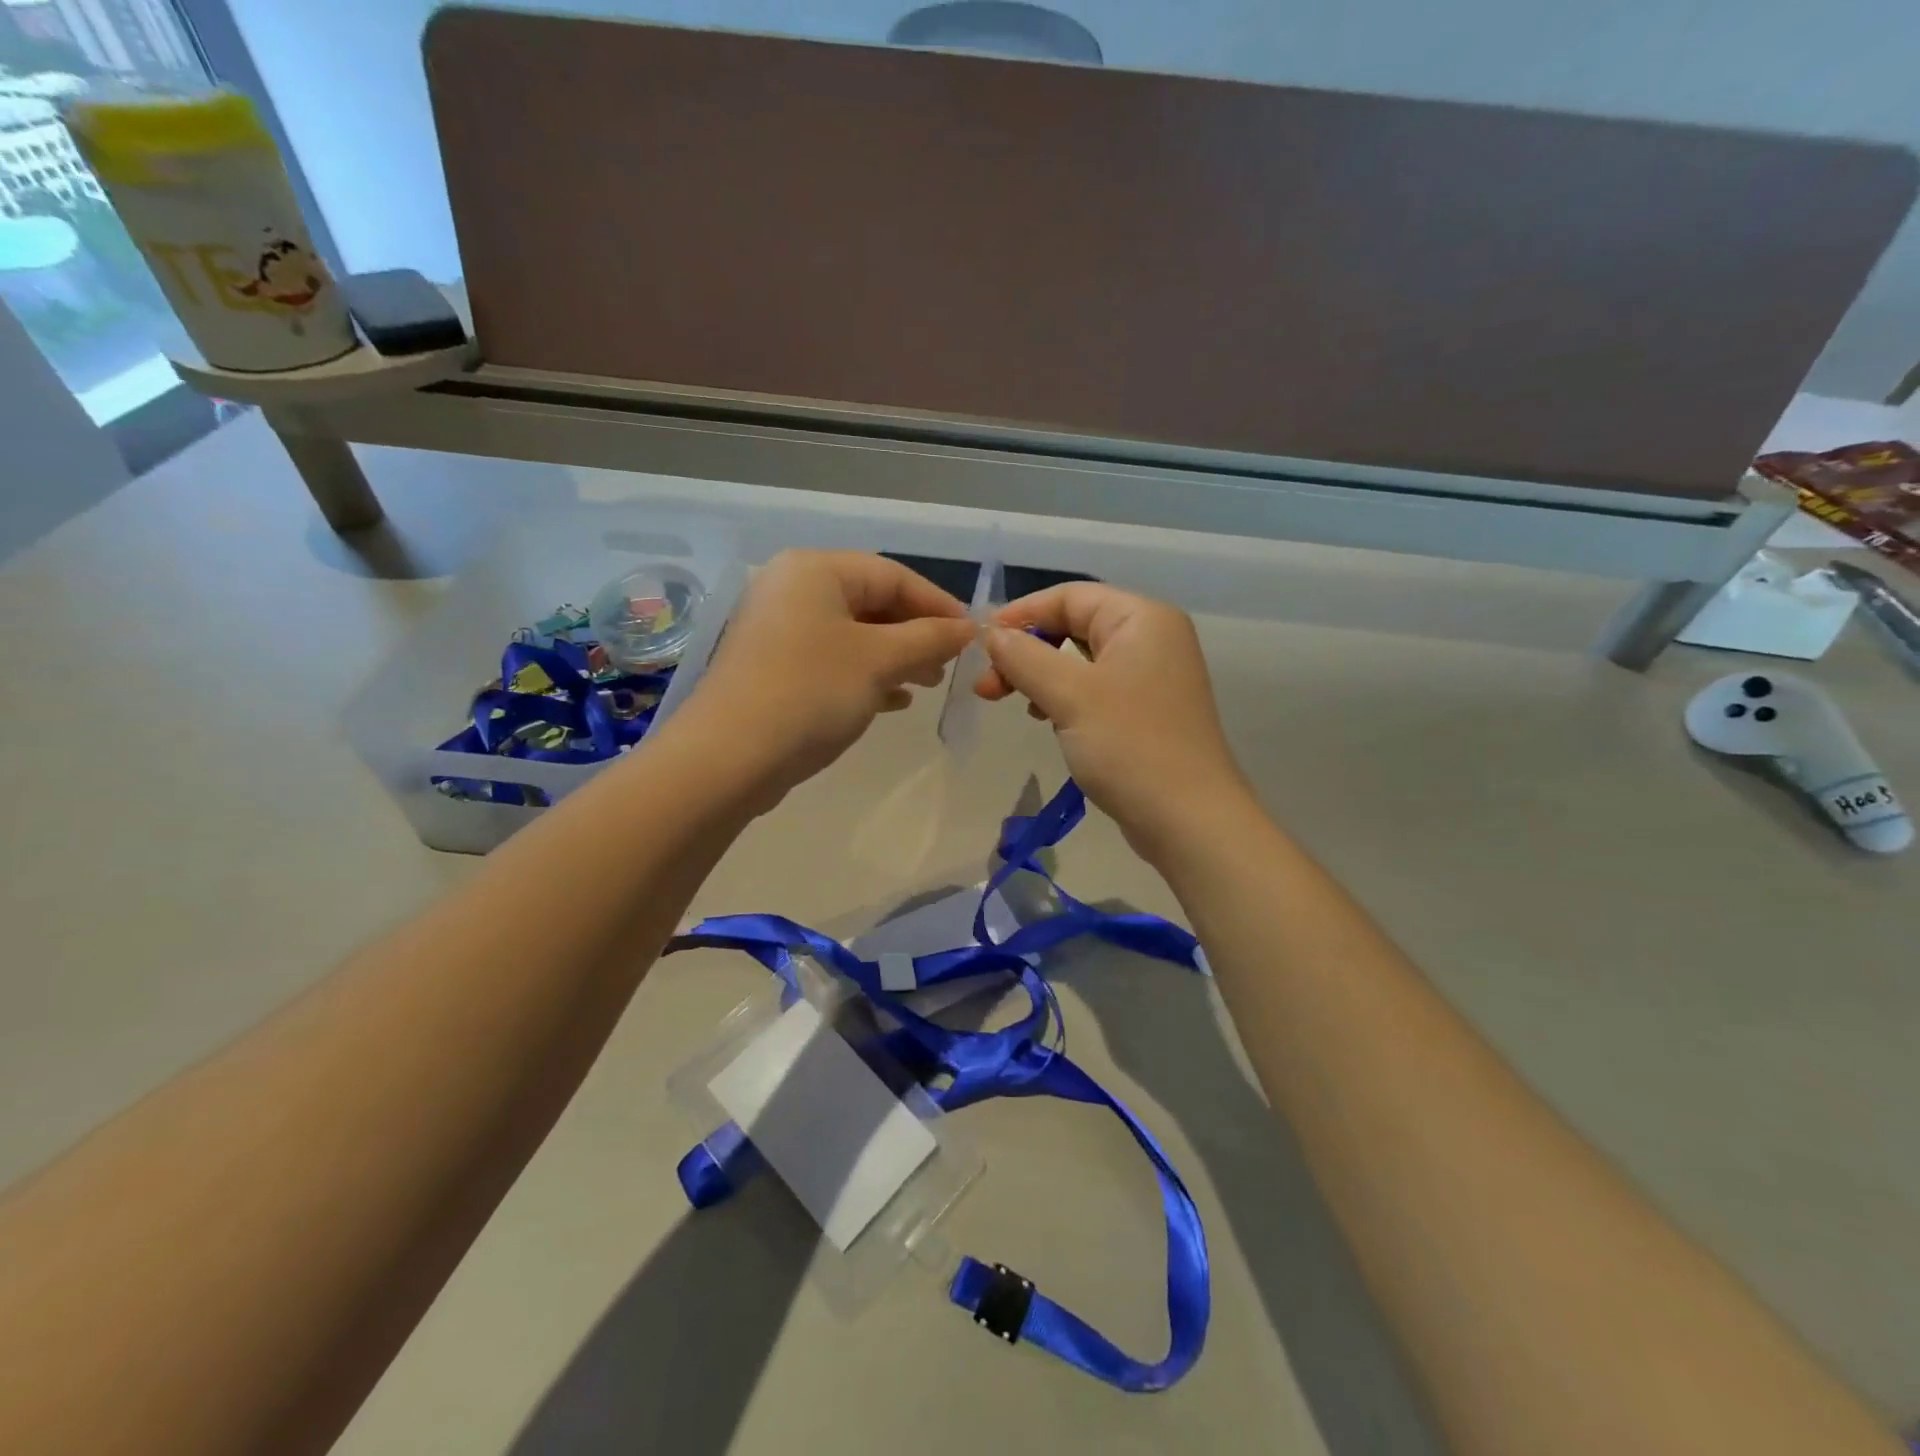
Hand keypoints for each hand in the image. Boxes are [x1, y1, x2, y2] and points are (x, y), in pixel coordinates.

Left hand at [676, 551, 974, 800]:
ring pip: (854, 635)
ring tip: (927, 683)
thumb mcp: (880, 661)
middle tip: (949, 664)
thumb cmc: (811, 692)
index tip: (972, 636)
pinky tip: (894, 701)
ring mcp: (779, 630)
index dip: (938, 604)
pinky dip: (866, 675)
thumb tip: (968, 627)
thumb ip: (929, 638)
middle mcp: (793, 590)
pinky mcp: (773, 668)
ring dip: (896, 657)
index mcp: (814, 571)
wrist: (729, 758)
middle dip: (916, 633)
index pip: (892, 575)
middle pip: (871, 602)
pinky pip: (832, 660)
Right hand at [975, 583, 1251, 857]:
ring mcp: (1152, 677)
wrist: (1189, 820)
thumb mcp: (1069, 695)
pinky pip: (1095, 689)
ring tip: (1011, 704)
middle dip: (1026, 652)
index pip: (1070, 597)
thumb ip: (1024, 657)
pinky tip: (1044, 719)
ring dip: (1040, 676)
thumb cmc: (1129, 746)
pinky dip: (1063, 698)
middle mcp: (1151, 638)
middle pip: (1074, 626)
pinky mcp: (1147, 711)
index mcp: (1142, 618)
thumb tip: (991, 633)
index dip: (1021, 614)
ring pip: (1080, 661)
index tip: (981, 644)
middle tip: (988, 687)